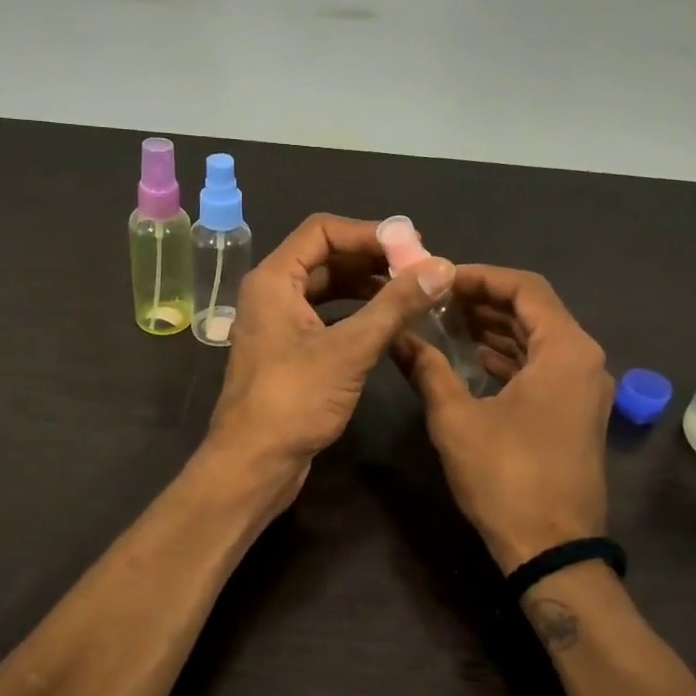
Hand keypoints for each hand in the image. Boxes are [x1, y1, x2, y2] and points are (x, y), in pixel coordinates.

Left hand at [205, 214, 455, 508]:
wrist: (254, 464)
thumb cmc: (294, 401)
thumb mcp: (350, 350)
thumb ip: (395, 306)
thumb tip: (441, 268)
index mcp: (274, 279)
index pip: (322, 231)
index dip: (368, 233)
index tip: (413, 246)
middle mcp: (272, 293)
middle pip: (326, 257)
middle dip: (373, 260)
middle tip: (420, 270)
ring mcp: (279, 324)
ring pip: (328, 289)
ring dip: (368, 287)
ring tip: (412, 294)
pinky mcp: (290, 352)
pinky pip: (326, 317)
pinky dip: (357, 314)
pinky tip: (388, 324)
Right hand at [393, 265, 613, 572]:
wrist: (552, 548)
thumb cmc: (506, 477)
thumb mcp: (456, 420)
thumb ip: (427, 370)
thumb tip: (397, 339)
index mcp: (565, 351)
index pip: (525, 288)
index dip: (480, 277)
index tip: (440, 280)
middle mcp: (584, 360)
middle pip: (534, 311)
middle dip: (485, 301)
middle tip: (437, 300)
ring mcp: (585, 389)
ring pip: (539, 340)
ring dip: (496, 329)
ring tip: (447, 323)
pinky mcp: (577, 413)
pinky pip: (543, 367)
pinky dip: (509, 357)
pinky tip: (473, 359)